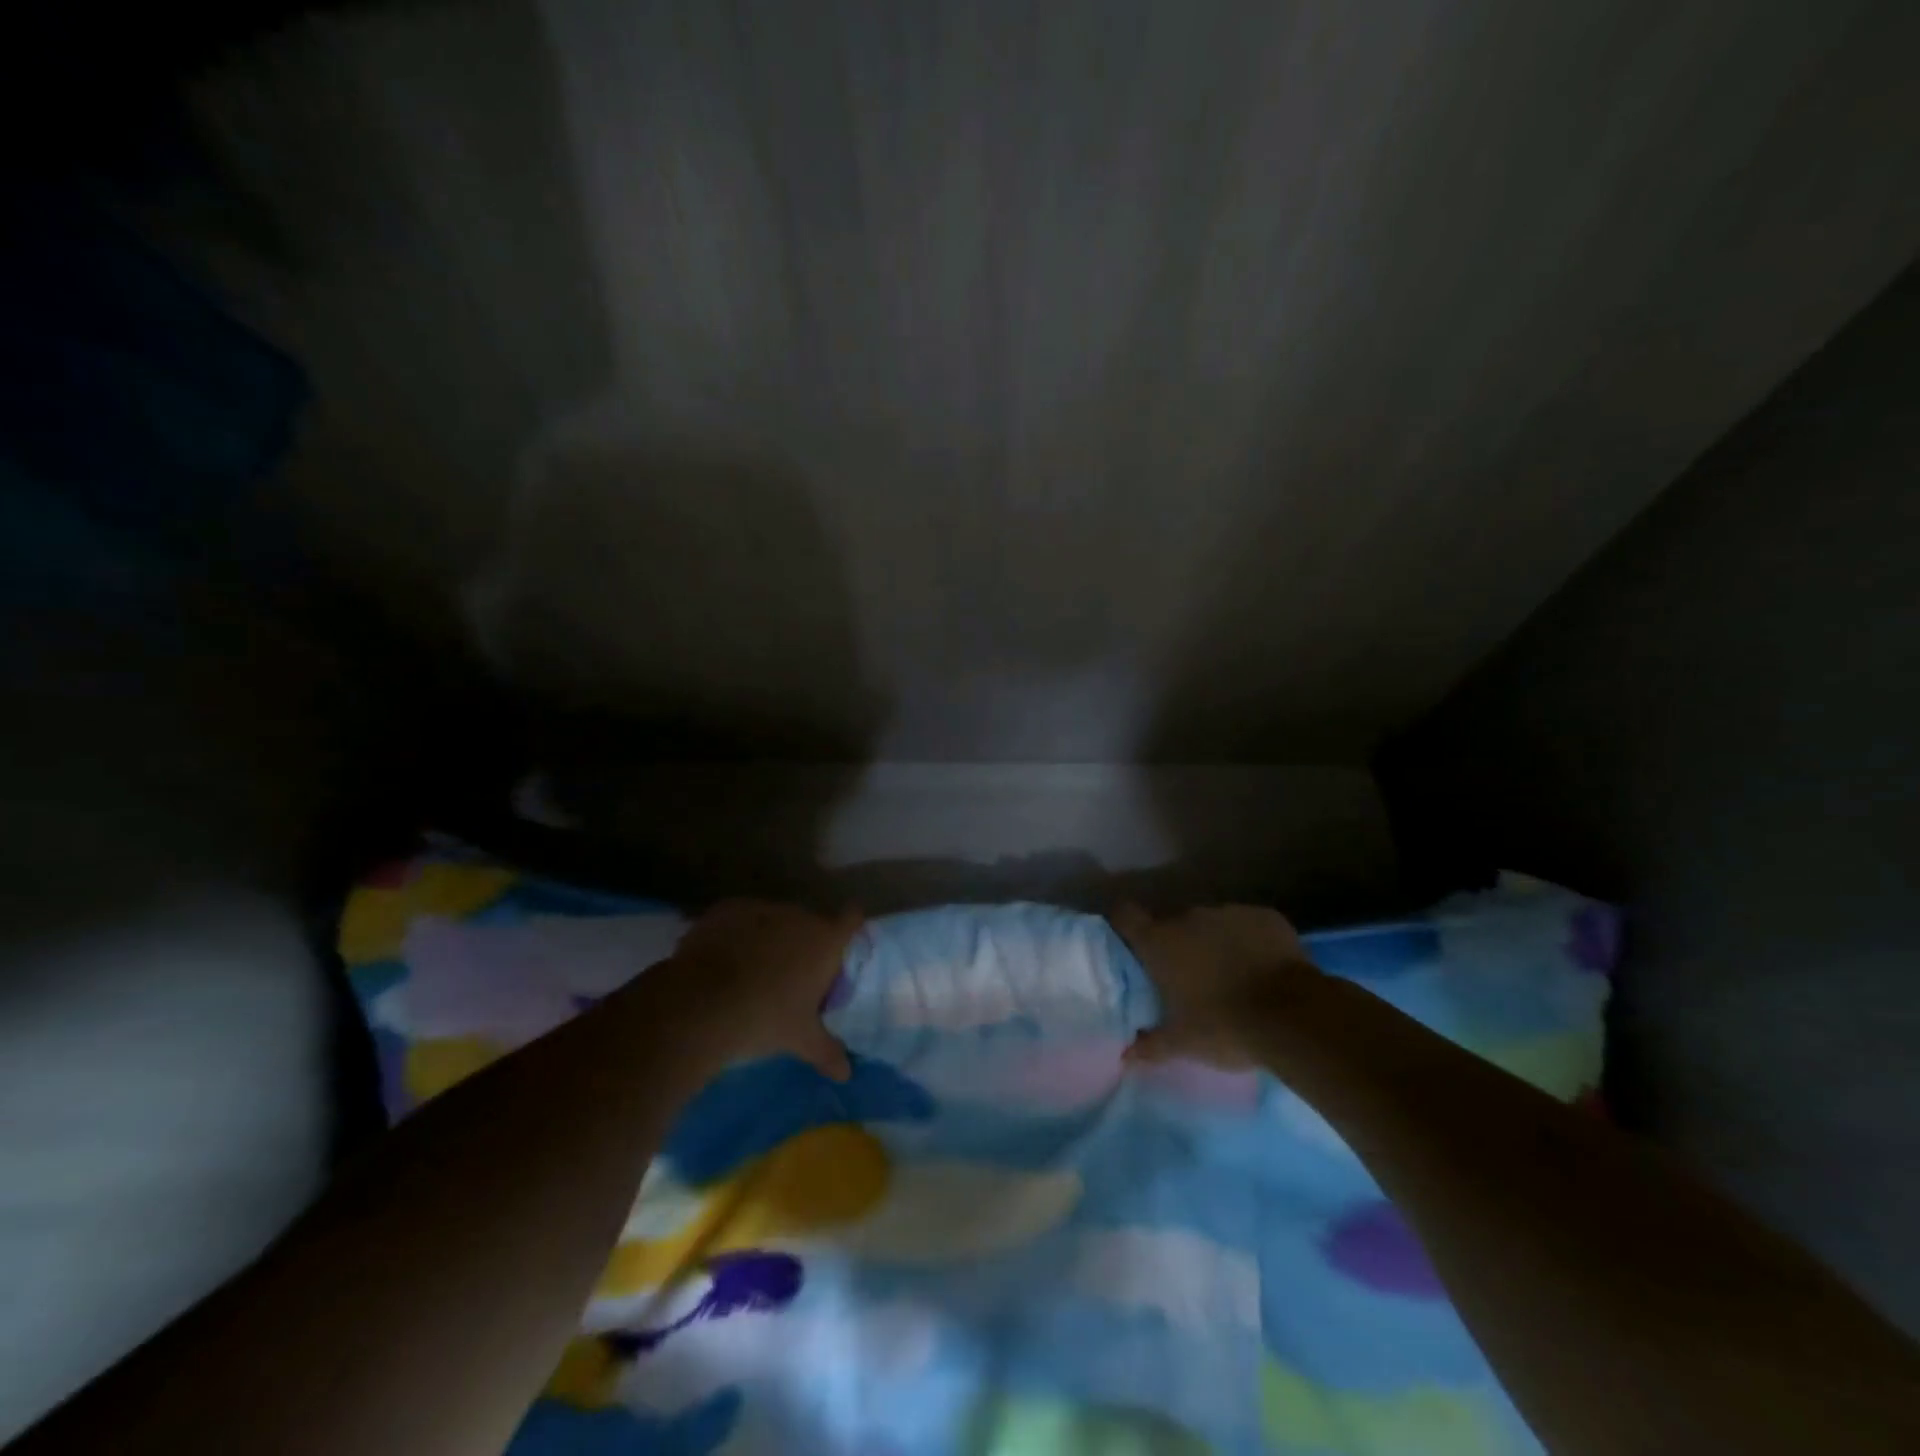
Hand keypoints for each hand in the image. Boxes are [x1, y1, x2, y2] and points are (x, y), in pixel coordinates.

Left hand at [661, 901, 862, 1080]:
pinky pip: (741, 918)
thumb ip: (827, 1052)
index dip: (850, 927)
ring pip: (774, 919)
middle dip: (804, 943)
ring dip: (770, 937)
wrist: (701, 1004)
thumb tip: (846, 1074)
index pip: (852, 919)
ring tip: (753, 969)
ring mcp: (761, 908)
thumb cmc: (765, 1018)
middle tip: (792, 974)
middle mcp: (798, 916)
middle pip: (810, 923)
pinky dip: (738, 933)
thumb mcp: (800, 1039)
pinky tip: (724, 959)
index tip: (842, 943)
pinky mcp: (727, 909)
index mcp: (825, 941)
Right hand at [1110, 903, 1319, 1068]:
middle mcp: (1189, 917)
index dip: (1125, 927)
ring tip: (1231, 976)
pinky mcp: (1265, 916)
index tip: (1131, 944)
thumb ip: (1150, 1045)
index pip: (1125, 916)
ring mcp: (1229, 912)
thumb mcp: (1183, 1043)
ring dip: (1214, 943)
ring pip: (1212, 924)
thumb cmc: (1225, 1026)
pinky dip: (1249, 941)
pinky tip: (1262, 968)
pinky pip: (1248, 925)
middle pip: (1172, 924)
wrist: (1293, 1015)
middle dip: (1178, 946)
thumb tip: (1125, 1054)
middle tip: (1188, 979)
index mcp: (1160, 942)